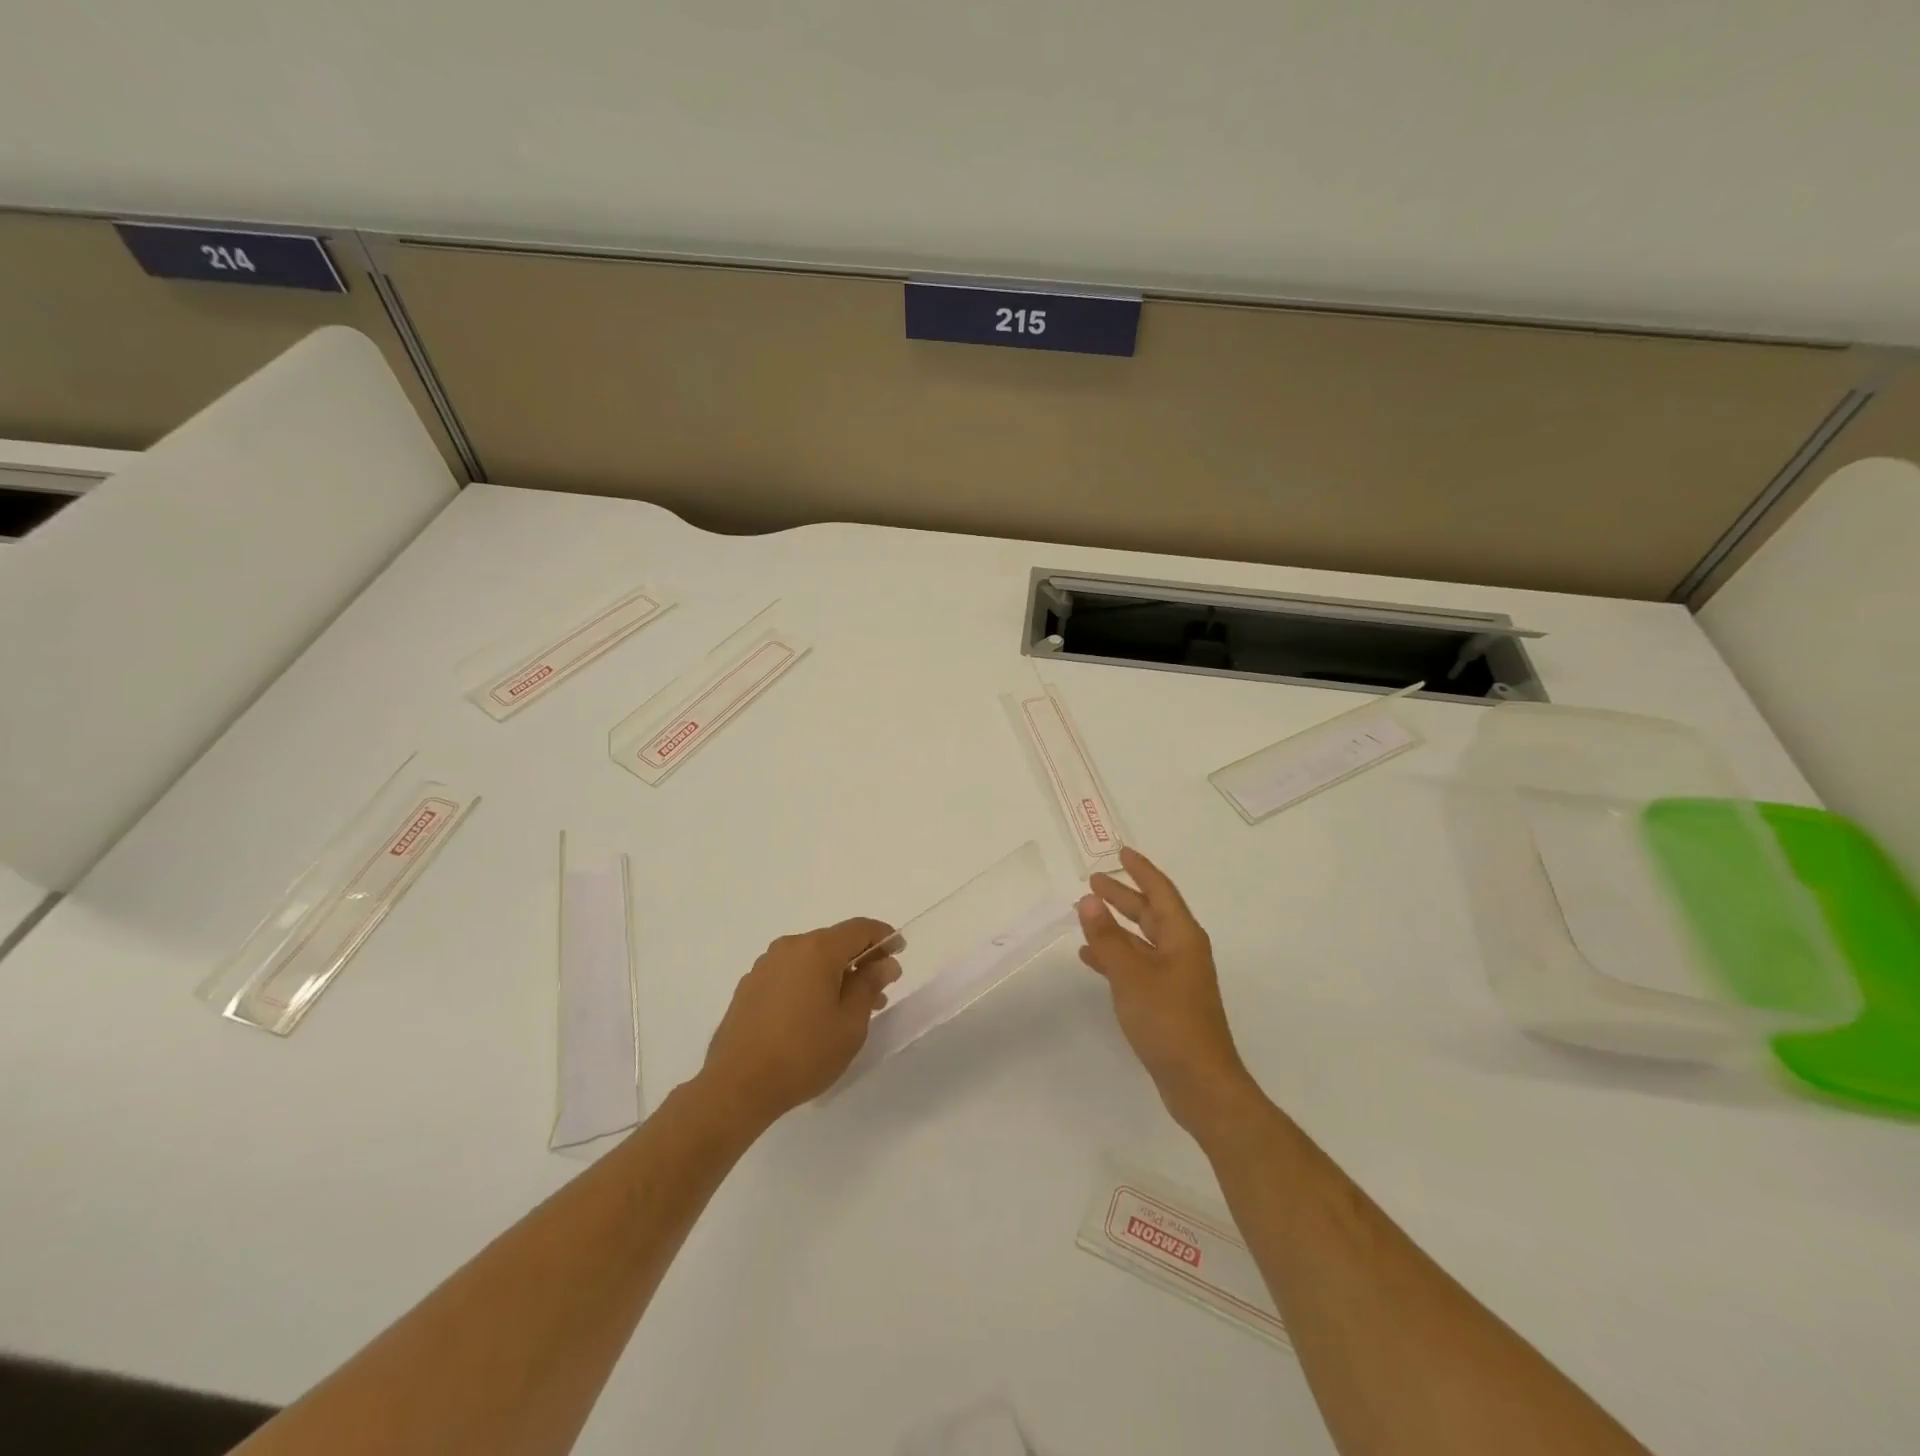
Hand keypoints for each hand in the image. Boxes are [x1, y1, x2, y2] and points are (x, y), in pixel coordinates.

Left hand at [699, 917, 900, 1129]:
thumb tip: (884, 963)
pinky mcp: (749, 986)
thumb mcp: (851, 1024)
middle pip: (834, 942)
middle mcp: (790, 947)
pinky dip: (809, 983)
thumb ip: (869, 986)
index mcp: (818, 949)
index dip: (884, 937)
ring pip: (811, 959)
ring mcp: (765, 965)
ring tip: (849, 1008)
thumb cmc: (803, 1054)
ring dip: (835, 974)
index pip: (860, 929)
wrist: (736, 1086)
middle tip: (879, 990)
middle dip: (860, 960)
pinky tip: (814, 1015)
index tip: (900, 951)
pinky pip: (790, 973)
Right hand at [1078, 846, 1256, 1134]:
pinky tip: (1091, 958)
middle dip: (1123, 895)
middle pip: (1151, 913)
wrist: (1199, 1082)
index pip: (1160, 892)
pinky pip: (1137, 965)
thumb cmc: (1169, 1021)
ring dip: (1116, 925)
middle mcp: (1182, 951)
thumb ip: (1107, 937)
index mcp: (1182, 937)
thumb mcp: (1132, 975)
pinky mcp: (1166, 1000)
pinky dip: (1115, 956)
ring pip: (1142, 939)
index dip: (1141, 870)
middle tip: (1094, 881)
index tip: (1121, 853)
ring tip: (1086, 914)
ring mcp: (1175, 977)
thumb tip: (1088, 900)